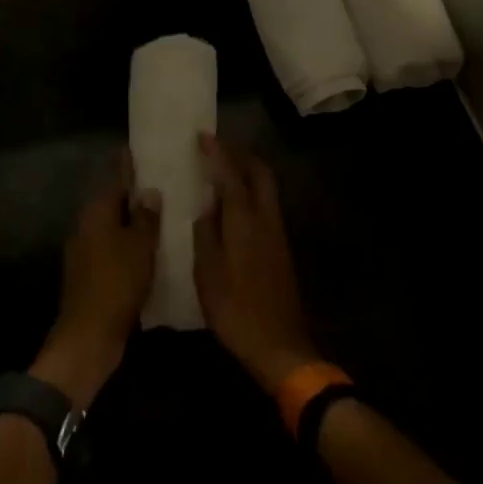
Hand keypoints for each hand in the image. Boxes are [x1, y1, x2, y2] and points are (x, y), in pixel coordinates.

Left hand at [32, 155, 161, 408]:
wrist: (89, 336)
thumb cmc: (116, 283)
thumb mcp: (139, 247)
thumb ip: (145, 218)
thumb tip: (149, 193)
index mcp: (96, 213)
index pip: (115, 180)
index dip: (128, 167)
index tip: (138, 151)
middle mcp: (87, 227)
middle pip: (113, 204)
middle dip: (134, 196)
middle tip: (163, 185)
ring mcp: (86, 253)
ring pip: (114, 229)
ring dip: (134, 224)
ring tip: (164, 217)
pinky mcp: (91, 276)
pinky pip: (114, 251)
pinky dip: (130, 247)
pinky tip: (152, 252)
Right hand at [193, 135, 319, 392]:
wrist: (280, 347)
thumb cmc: (236, 310)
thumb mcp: (207, 273)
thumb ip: (205, 233)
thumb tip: (207, 208)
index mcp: (245, 221)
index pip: (231, 174)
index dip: (217, 152)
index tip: (202, 136)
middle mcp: (266, 219)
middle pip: (260, 172)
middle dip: (240, 153)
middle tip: (216, 147)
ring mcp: (277, 234)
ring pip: (266, 187)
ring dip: (247, 171)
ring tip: (221, 169)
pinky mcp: (280, 248)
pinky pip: (265, 204)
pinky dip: (250, 191)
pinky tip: (232, 204)